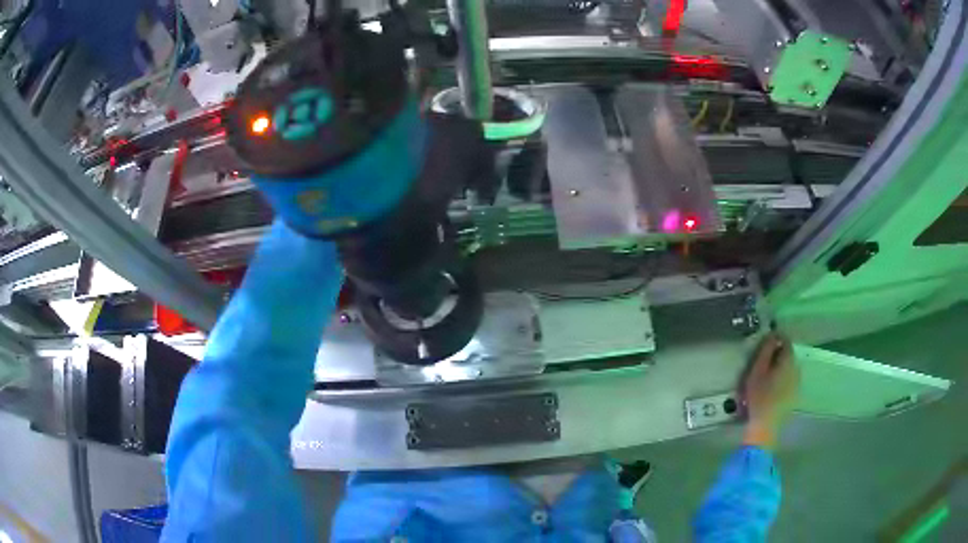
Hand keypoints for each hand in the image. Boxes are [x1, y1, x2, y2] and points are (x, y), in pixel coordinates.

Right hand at [741, 332, 798, 449]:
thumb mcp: (757, 371)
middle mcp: (797, 368)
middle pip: (788, 354)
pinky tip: (772, 388)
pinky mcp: (795, 394)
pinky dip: (782, 378)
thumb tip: (772, 334)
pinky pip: (789, 379)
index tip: (764, 343)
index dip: (775, 338)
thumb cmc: (759, 397)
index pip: (785, 340)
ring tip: (766, 375)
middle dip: (777, 354)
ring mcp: (797, 382)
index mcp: (789, 360)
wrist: (766, 427)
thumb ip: (766, 350)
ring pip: (789, 367)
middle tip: (762, 361)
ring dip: (780, 367)